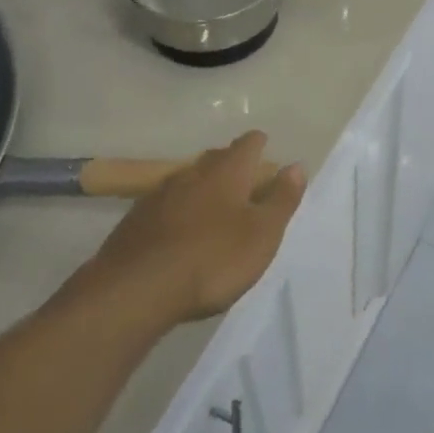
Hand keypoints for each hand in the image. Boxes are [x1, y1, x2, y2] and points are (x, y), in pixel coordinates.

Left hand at [84, 132, 305, 325]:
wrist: (136, 288)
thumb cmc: (212, 258)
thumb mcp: (262, 234)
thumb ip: (281, 199)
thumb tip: (297, 166)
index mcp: (227, 172)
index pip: (247, 144)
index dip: (258, 144)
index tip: (265, 147)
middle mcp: (192, 173)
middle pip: (216, 158)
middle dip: (230, 163)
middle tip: (244, 178)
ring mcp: (160, 194)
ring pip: (188, 180)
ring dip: (202, 187)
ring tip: (213, 205)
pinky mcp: (136, 220)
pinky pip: (165, 204)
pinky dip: (178, 210)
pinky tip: (179, 230)